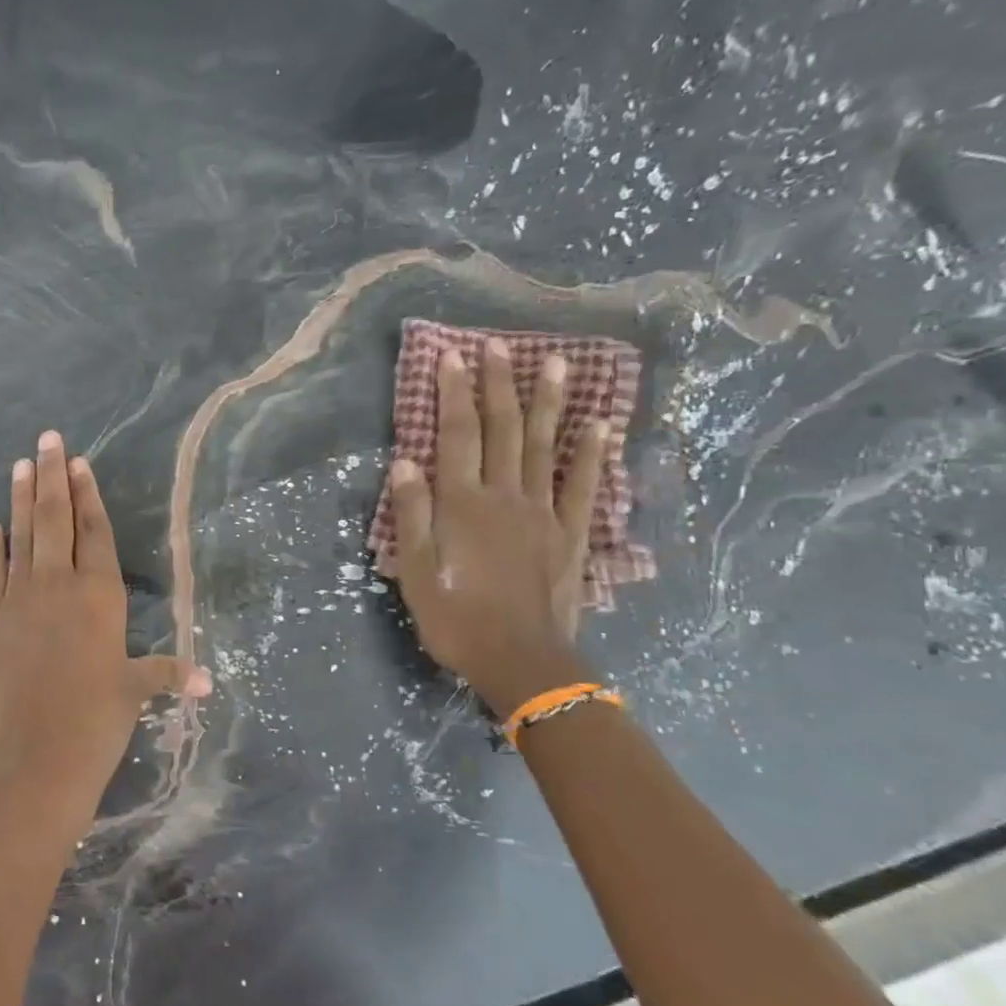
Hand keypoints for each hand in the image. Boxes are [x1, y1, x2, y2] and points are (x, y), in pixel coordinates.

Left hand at [0, 431, 208, 830]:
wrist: (34, 757)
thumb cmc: (95, 722)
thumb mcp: (134, 693)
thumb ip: (166, 674)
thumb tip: (205, 680)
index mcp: (100, 596)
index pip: (95, 532)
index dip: (88, 496)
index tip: (80, 464)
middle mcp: (59, 585)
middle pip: (55, 519)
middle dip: (52, 476)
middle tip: (47, 438)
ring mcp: (20, 599)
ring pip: (21, 535)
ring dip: (21, 498)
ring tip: (21, 464)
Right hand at [387, 340, 606, 716]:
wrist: (521, 661)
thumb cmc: (456, 619)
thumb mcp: (415, 571)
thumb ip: (411, 514)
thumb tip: (405, 460)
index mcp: (462, 505)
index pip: (456, 436)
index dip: (453, 394)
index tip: (452, 355)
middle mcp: (503, 496)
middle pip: (502, 430)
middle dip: (498, 384)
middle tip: (498, 344)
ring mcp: (543, 512)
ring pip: (545, 446)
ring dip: (549, 402)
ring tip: (557, 362)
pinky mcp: (570, 534)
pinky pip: (583, 486)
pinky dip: (591, 453)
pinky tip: (600, 424)